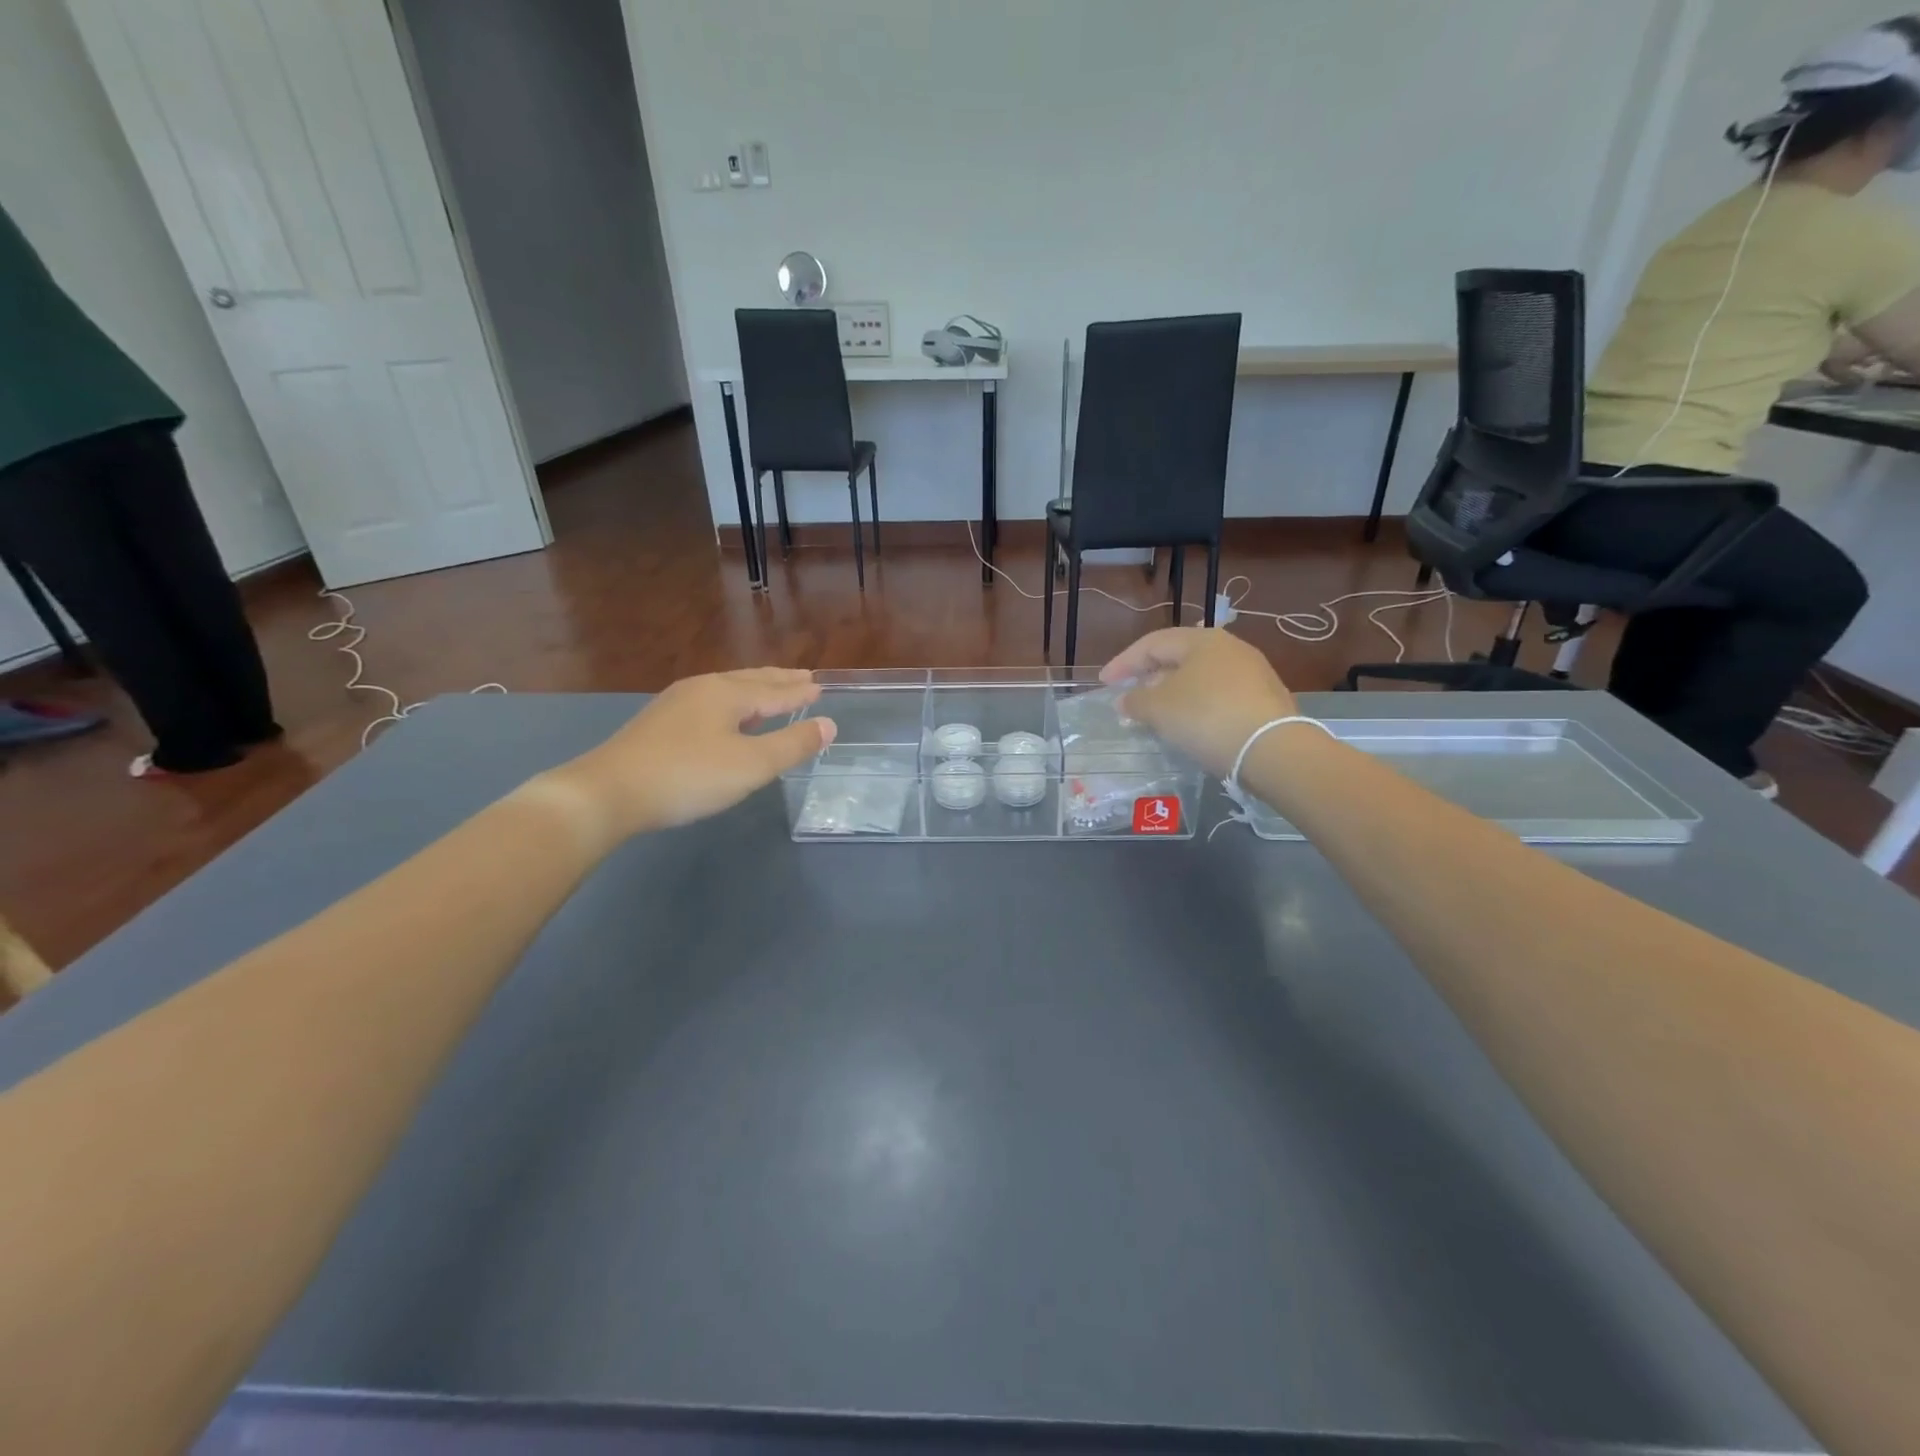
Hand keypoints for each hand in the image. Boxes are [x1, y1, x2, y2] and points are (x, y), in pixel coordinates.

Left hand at [550, 669, 835, 837]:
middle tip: (803, 678)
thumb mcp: (751, 765)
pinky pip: (709, 703)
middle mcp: (703, 689)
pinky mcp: (658, 724)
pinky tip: (726, 718)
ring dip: (755, 690)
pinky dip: (732, 704)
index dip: (799, 692)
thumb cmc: (688, 776)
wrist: (608, 792)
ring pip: (727, 690)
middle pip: (750, 681)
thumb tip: (829, 724)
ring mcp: (676, 704)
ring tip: (770, 692)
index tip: (820, 686)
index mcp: (727, 694)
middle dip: (779, 681)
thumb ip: (792, 745)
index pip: (775, 690)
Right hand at [1101, 628, 1295, 775]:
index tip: (1104, 683)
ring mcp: (1252, 673)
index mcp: (1202, 641)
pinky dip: (1197, 706)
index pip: (1152, 643)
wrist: (1272, 750)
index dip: (1124, 662)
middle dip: (1150, 677)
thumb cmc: (1206, 718)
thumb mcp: (1159, 709)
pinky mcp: (1265, 699)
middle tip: (1130, 697)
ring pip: (1200, 678)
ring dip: (1173, 693)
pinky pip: (1219, 696)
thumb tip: (1125, 700)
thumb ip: (1135, 701)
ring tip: (1156, 714)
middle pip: (1179, 658)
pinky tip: (1190, 725)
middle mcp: (1230, 648)